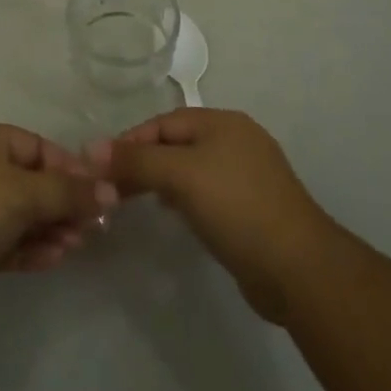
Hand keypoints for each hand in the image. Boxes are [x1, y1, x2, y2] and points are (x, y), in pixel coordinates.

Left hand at [0, 124, 115, 325]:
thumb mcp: (24, 194)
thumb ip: (69, 192)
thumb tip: (110, 191)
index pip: (35, 145)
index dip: (67, 167)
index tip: (96, 192)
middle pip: (29, 180)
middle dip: (61, 202)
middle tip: (91, 226)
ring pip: (18, 213)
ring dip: (49, 227)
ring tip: (76, 246)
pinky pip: (5, 240)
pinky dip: (30, 246)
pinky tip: (55, 259)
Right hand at [89, 109, 334, 323]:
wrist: (298, 268)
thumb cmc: (236, 207)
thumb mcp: (180, 176)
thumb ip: (136, 160)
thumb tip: (91, 148)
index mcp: (223, 122)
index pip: (164, 122)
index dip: (131, 140)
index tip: (101, 165)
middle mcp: (237, 140)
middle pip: (177, 143)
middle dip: (145, 162)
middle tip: (113, 187)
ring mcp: (248, 175)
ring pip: (192, 169)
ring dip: (162, 181)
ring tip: (135, 200)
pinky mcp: (253, 209)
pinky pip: (208, 193)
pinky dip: (186, 200)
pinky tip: (175, 216)